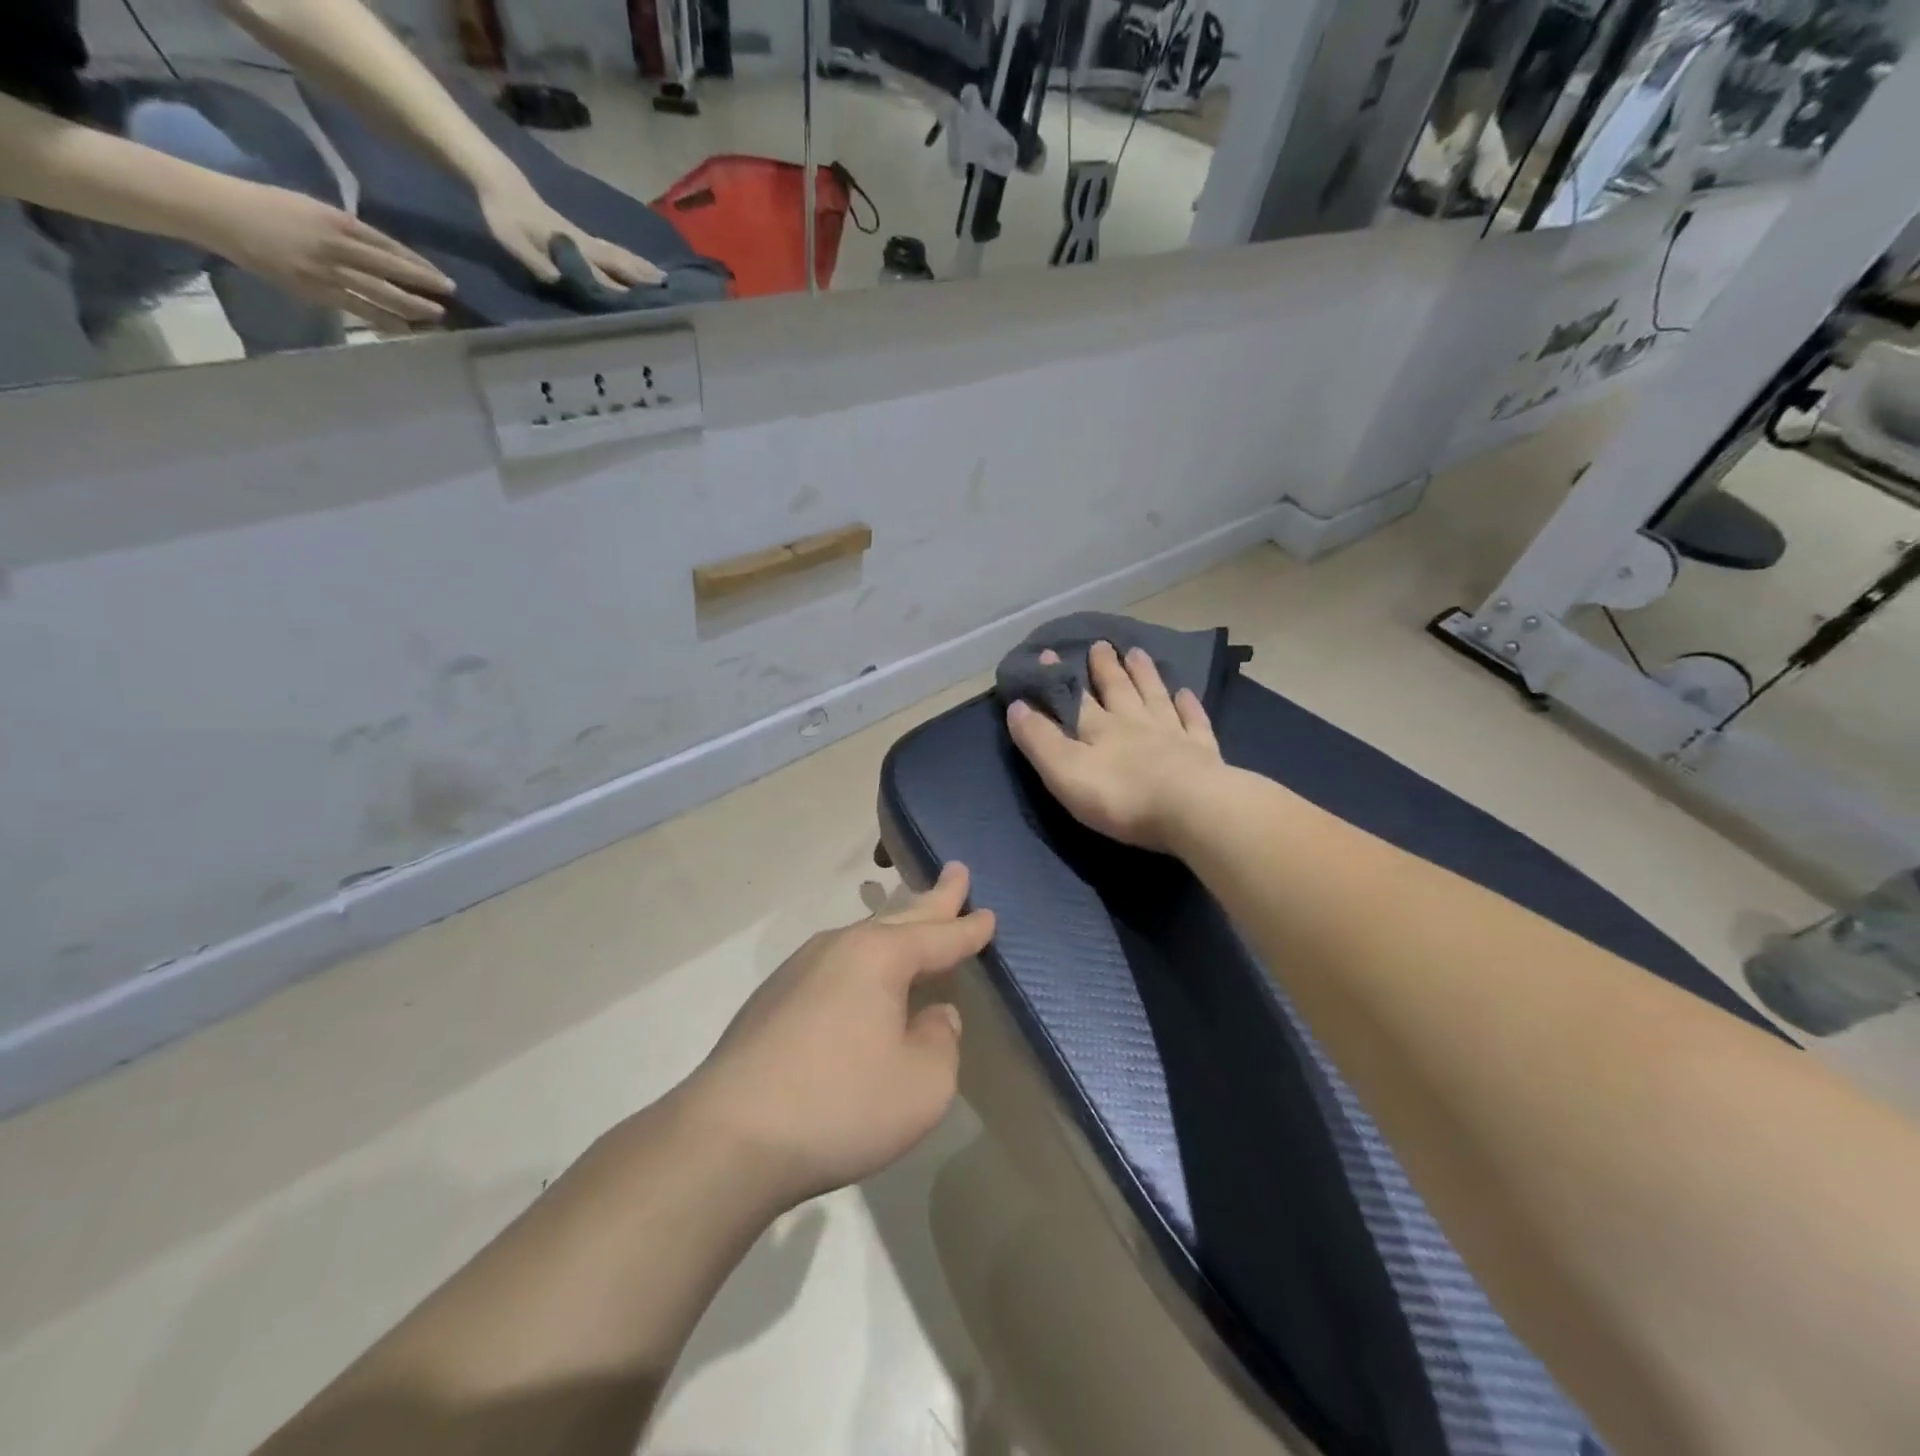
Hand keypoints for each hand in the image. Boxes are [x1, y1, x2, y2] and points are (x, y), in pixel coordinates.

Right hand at [200, 182, 452, 331]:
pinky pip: (357, 309)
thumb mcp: (312, 207)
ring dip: (411, 307)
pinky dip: (383, 320)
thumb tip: (381, 250)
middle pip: (390, 270)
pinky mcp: (314, 291)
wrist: (216, 211)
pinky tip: (404, 329)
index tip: (443, 278)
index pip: (389, 247)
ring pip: (379, 294)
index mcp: (336, 221)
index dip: (419, 265)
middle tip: (451, 297)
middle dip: (423, 285)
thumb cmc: (265, 204)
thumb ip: (347, 229)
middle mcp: (336, 247)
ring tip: (436, 316)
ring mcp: (326, 271)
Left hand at [476, 171, 664, 288]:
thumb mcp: (518, 245)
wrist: (500, 184)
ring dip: (640, 266)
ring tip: (661, 276)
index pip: (604, 273)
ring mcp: (584, 238)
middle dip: (643, 275)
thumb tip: (569, 284)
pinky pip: (611, 250)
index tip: (648, 300)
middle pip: (619, 261)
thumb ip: (543, 266)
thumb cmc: (506, 217)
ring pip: (618, 254)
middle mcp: (585, 244)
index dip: (625, 288)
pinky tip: (635, 263)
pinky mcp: (580, 235)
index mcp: (574, 249)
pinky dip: (628, 258)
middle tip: (668, 287)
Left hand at [680, 863, 993, 1207]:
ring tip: (912, 917)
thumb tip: (933, 1016)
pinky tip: (861, 978)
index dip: (968, 928)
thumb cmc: (841, 1104)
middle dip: (932, 899)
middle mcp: (839, 948)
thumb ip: (941, 1041)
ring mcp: (798, 970)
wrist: (729, 1138)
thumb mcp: (923, 1083)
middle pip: (899, 917)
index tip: (988, 913)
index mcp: (880, 956)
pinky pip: (834, 965)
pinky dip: (862, 961)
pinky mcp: (771, 1000)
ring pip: (861, 938)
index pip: (939, 936)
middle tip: (956, 873)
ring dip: (894, 926)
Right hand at [1006, 640, 1227, 853]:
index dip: (1060, 678)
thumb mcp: (1065, 771)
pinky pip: (1194, 722)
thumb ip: (1039, 740)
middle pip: (1118, 690)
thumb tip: (1016, 705)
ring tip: (1138, 653)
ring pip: (1155, 697)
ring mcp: (1172, 735)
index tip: (1049, 653)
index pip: (1075, 698)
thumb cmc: (1120, 795)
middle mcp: (1135, 723)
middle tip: (1101, 644)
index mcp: (1099, 728)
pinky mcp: (1203, 754)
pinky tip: (1186, 692)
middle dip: (1106, 668)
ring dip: (1145, 675)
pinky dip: (1189, 706)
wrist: (1191, 809)